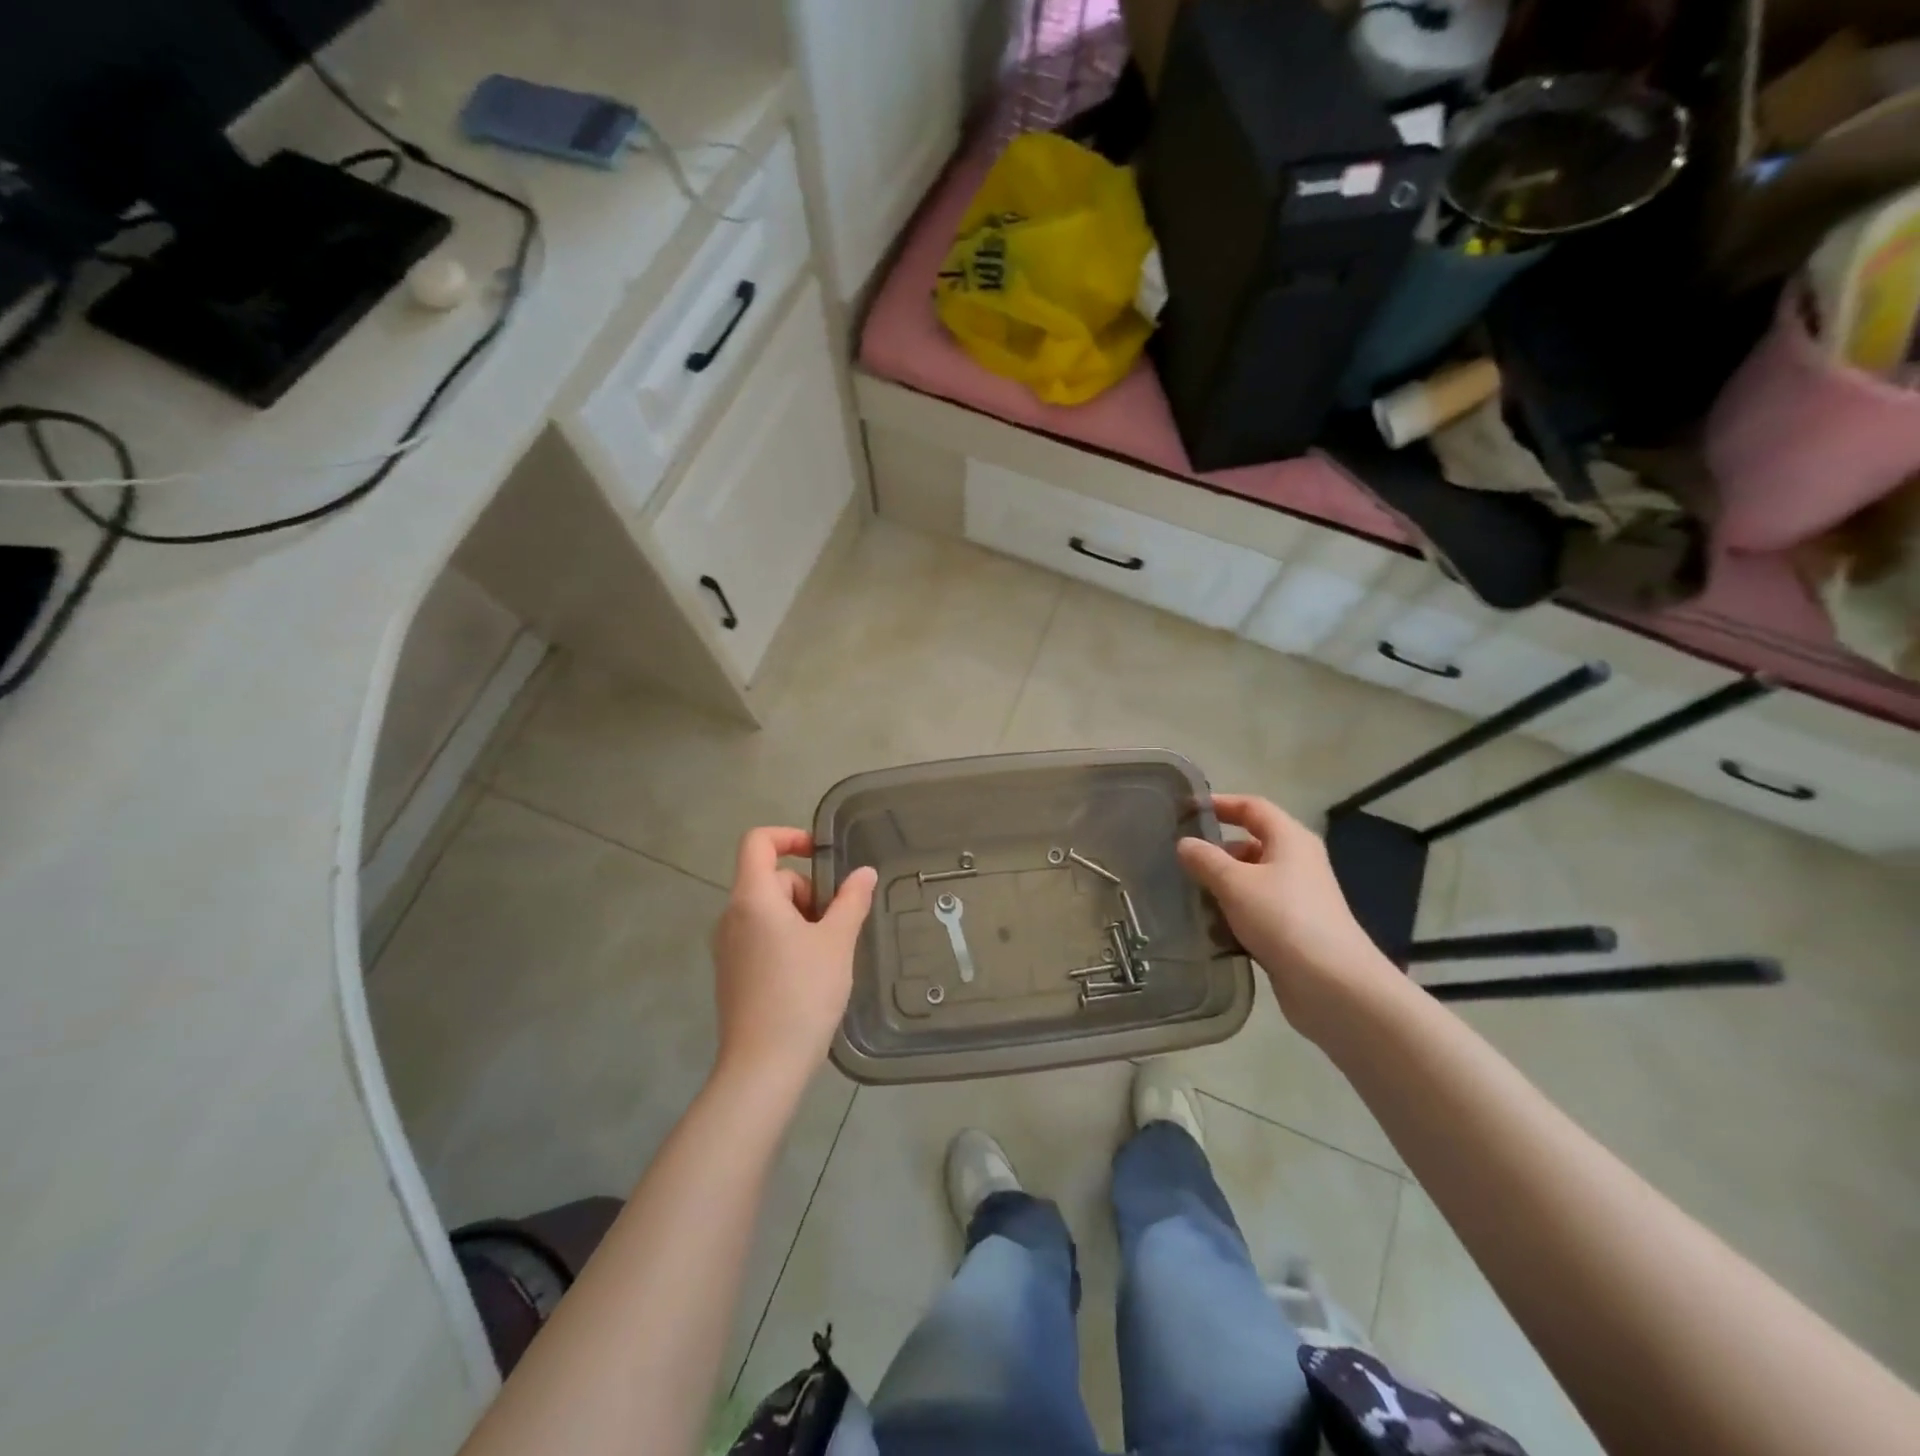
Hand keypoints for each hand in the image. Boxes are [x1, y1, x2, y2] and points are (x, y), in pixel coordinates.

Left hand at [711, 827, 876, 1102]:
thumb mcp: (837, 942)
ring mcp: (727, 947)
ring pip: (768, 911)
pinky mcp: (731, 973)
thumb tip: (863, 873)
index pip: (758, 842)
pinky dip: (786, 939)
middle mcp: (731, 916)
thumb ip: (851, 900)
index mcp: (752, 898)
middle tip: (836, 924)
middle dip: (807, 890)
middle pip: (769, 879)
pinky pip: (760, 937)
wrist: (763, 1067)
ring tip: (828, 953)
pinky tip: (809, 974)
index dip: (789, 836)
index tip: (821, 855)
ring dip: (800, 917)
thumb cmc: (802, 994)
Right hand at [1176, 794, 1397, 1035]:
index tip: (1185, 811)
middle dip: (1216, 850)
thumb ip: (1205, 859)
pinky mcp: (1293, 930)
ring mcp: (1298, 898)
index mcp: (1290, 839)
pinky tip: (1209, 927)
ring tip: (1187, 894)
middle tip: (1179, 859)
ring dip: (1222, 884)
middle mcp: (1297, 862)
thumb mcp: (1234, 883)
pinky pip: (1256, 910)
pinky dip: (1233, 913)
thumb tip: (1185, 843)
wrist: (1333, 985)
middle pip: (1252, 843)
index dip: (1220, 804)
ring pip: (1252, 879)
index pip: (1252, 807)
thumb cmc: (1283, 918)